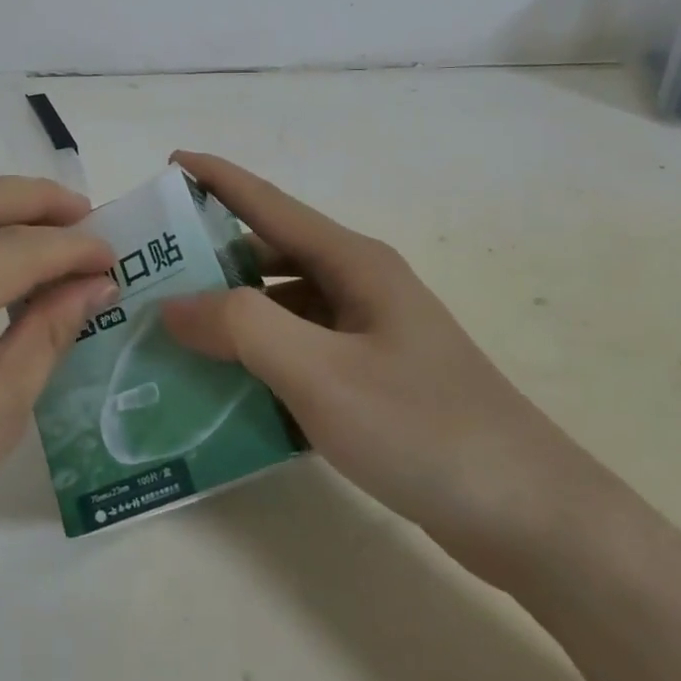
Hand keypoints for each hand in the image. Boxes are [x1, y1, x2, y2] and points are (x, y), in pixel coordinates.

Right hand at [160, 152, 603, 585]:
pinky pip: (299, 352)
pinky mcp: (372, 380)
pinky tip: (224, 388)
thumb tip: (174, 303)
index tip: (168, 163)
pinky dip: (259, 360)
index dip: (217, 179)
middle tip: (150, 272)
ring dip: (232, 314)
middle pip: (271, 254)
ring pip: (283, 307)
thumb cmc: (423, 428)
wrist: (530, 517)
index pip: (269, 204)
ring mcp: (368, 335)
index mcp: (352, 263)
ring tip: (173, 331)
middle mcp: (359, 286)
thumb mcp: (320, 373)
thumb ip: (241, 327)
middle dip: (210, 256)